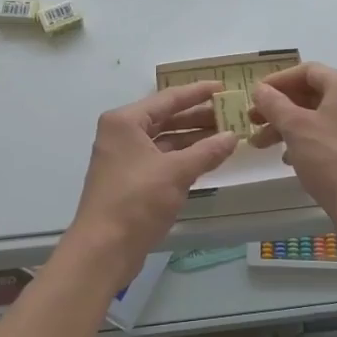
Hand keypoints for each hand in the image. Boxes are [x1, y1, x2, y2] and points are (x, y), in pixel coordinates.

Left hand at [65, 82, 238, 279]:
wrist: (103, 249)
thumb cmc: (136, 201)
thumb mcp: (177, 173)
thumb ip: (207, 151)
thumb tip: (233, 136)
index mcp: (125, 121)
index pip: (168, 98)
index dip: (198, 93)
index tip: (223, 87)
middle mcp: (122, 134)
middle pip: (166, 118)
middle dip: (198, 117)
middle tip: (231, 113)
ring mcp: (125, 158)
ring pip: (165, 140)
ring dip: (193, 139)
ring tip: (226, 135)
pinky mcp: (130, 180)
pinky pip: (162, 159)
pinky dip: (183, 157)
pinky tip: (208, 158)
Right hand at [251, 63, 336, 219]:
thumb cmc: (330, 158)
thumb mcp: (295, 127)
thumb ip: (274, 103)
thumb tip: (260, 89)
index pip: (307, 71)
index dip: (278, 81)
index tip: (256, 95)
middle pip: (312, 94)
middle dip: (279, 107)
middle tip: (254, 121)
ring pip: (319, 117)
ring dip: (288, 126)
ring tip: (262, 144)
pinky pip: (330, 135)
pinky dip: (307, 140)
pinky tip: (289, 159)